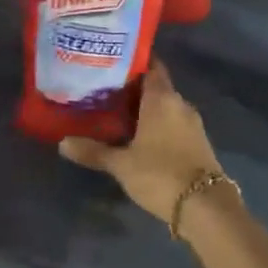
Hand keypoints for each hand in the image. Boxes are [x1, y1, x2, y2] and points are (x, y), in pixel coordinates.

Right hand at [58, 60, 227, 231]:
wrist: (205, 206)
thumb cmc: (160, 174)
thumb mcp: (121, 164)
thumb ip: (93, 151)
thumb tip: (63, 143)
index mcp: (162, 98)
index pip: (151, 65)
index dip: (133, 61)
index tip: (111, 61)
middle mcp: (180, 104)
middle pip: (156, 86)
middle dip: (133, 88)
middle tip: (104, 91)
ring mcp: (192, 123)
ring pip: (165, 107)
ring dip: (145, 109)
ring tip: (116, 114)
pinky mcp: (198, 142)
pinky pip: (173, 123)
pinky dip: (157, 125)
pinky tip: (138, 136)